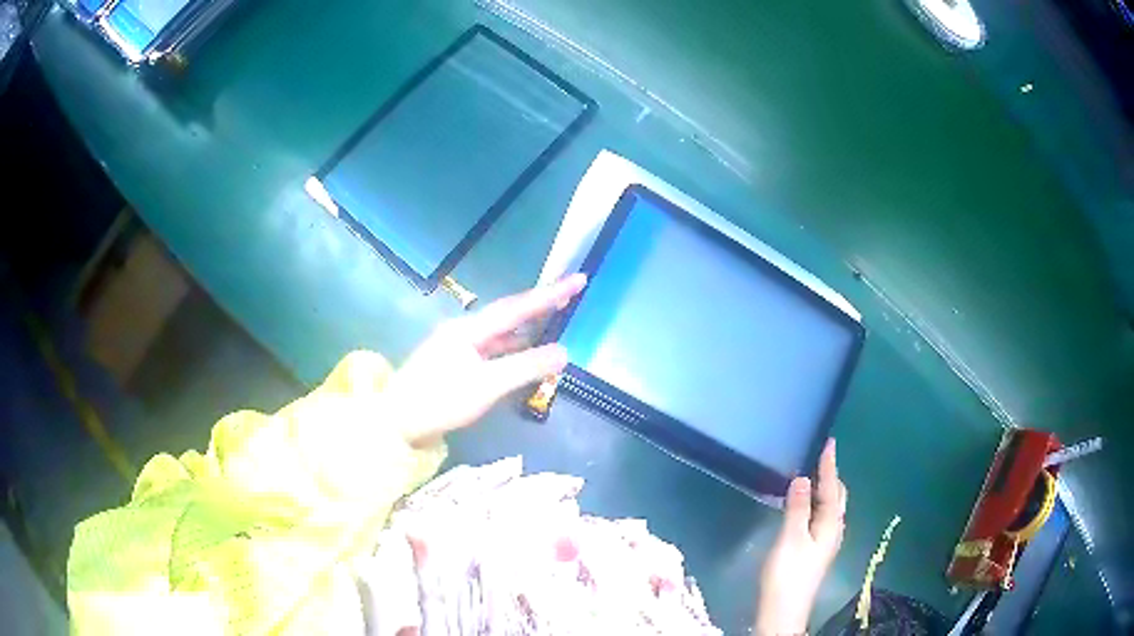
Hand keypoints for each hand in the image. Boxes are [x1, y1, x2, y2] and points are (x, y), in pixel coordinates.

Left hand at [385, 274, 586, 446]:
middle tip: (572, 294)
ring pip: (500, 334)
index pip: (517, 307)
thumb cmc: (440, 401)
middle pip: (509, 314)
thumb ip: (525, 367)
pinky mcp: (455, 367)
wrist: (396, 423)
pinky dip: (513, 350)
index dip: (550, 293)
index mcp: (470, 329)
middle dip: (540, 305)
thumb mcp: (486, 385)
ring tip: (555, 320)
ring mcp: (458, 349)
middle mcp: (464, 332)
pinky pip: (493, 351)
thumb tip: (564, 352)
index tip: (579, 279)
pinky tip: (525, 355)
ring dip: (528, 328)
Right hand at [756, 439, 846, 634]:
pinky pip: (821, 516)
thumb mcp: (790, 539)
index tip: (829, 442)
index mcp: (830, 524)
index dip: (829, 466)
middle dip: (831, 476)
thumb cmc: (788, 573)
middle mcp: (833, 530)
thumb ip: (797, 508)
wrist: (784, 609)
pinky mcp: (815, 549)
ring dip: (823, 489)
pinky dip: (816, 503)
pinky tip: (804, 504)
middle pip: (836, 497)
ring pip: (829, 507)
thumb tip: (801, 478)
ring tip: (811, 474)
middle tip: (820, 456)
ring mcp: (825, 541)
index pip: (832, 488)